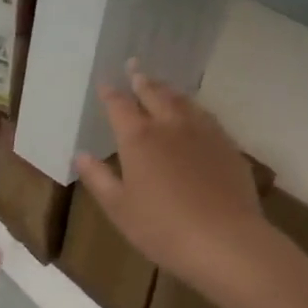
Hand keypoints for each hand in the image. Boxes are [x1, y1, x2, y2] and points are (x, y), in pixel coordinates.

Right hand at [75, 61, 266, 294]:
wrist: (224, 241)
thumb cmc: (161, 228)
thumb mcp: (119, 208)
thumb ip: (98, 178)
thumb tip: (80, 154)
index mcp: (138, 139)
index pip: (119, 106)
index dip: (110, 93)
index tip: (104, 83)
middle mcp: (170, 126)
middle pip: (154, 94)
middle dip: (141, 79)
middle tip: (134, 66)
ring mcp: (203, 133)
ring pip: (183, 101)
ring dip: (168, 90)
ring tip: (162, 85)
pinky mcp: (227, 146)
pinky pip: (206, 117)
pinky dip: (194, 108)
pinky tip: (195, 115)